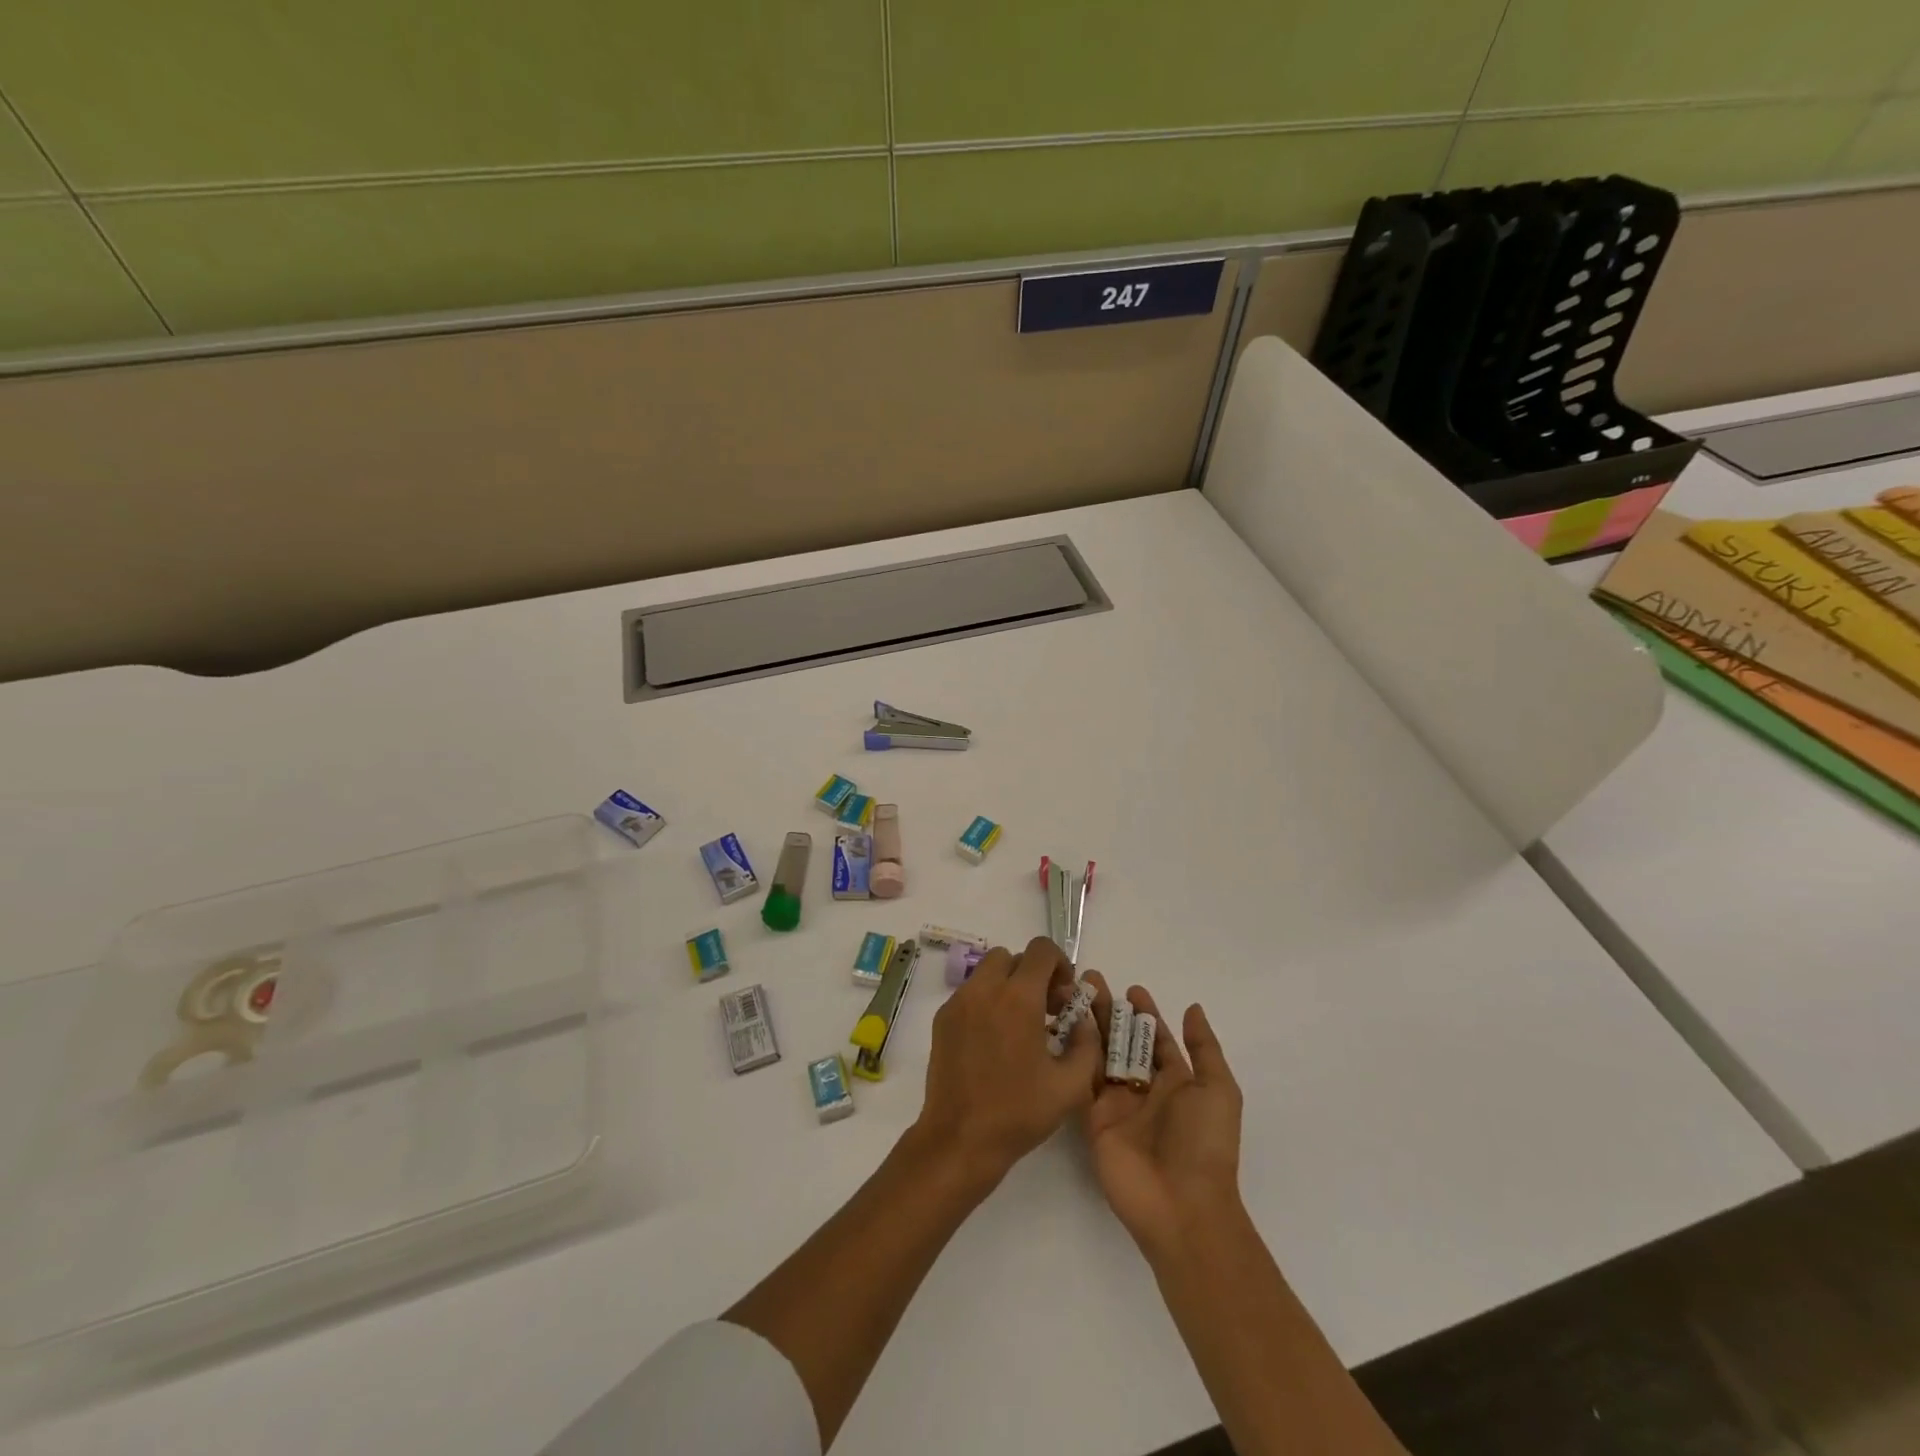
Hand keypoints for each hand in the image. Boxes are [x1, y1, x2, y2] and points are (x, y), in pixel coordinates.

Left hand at [912, 937, 1100, 1192]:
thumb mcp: (1071, 1085)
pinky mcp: (942, 1018)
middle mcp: (985, 989)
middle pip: (1012, 957)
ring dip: (1008, 985)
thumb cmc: (1018, 1112)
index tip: (1065, 996)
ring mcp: (959, 1002)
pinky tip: (994, 1040)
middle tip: (1045, 1010)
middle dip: (1033, 974)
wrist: (960, 1138)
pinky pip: (970, 993)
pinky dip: (986, 1002)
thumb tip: (1082, 1021)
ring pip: (987, 972)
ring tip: (1019, 1025)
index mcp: (1018, 998)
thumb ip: (1086, 1045)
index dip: (1060, 964)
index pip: (1041, 950)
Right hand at [1080, 974, 1243, 1258]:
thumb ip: (1204, 1049)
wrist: (1180, 1204)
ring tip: (1071, 993)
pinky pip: (1081, 1079)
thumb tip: (1192, 1008)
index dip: (1146, 1014)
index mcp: (1177, 1082)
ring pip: (1099, 1054)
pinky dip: (1073, 1053)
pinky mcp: (1093, 1117)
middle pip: (1123, 1040)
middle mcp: (1144, 1089)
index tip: (1131, 988)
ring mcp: (1117, 1103)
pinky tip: (1062, 1026)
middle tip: (1090, 980)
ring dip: (1088, 1024)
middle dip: (1110, 1011)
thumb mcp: (1218, 1090)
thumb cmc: (1205, 1144)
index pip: (1157, 1040)